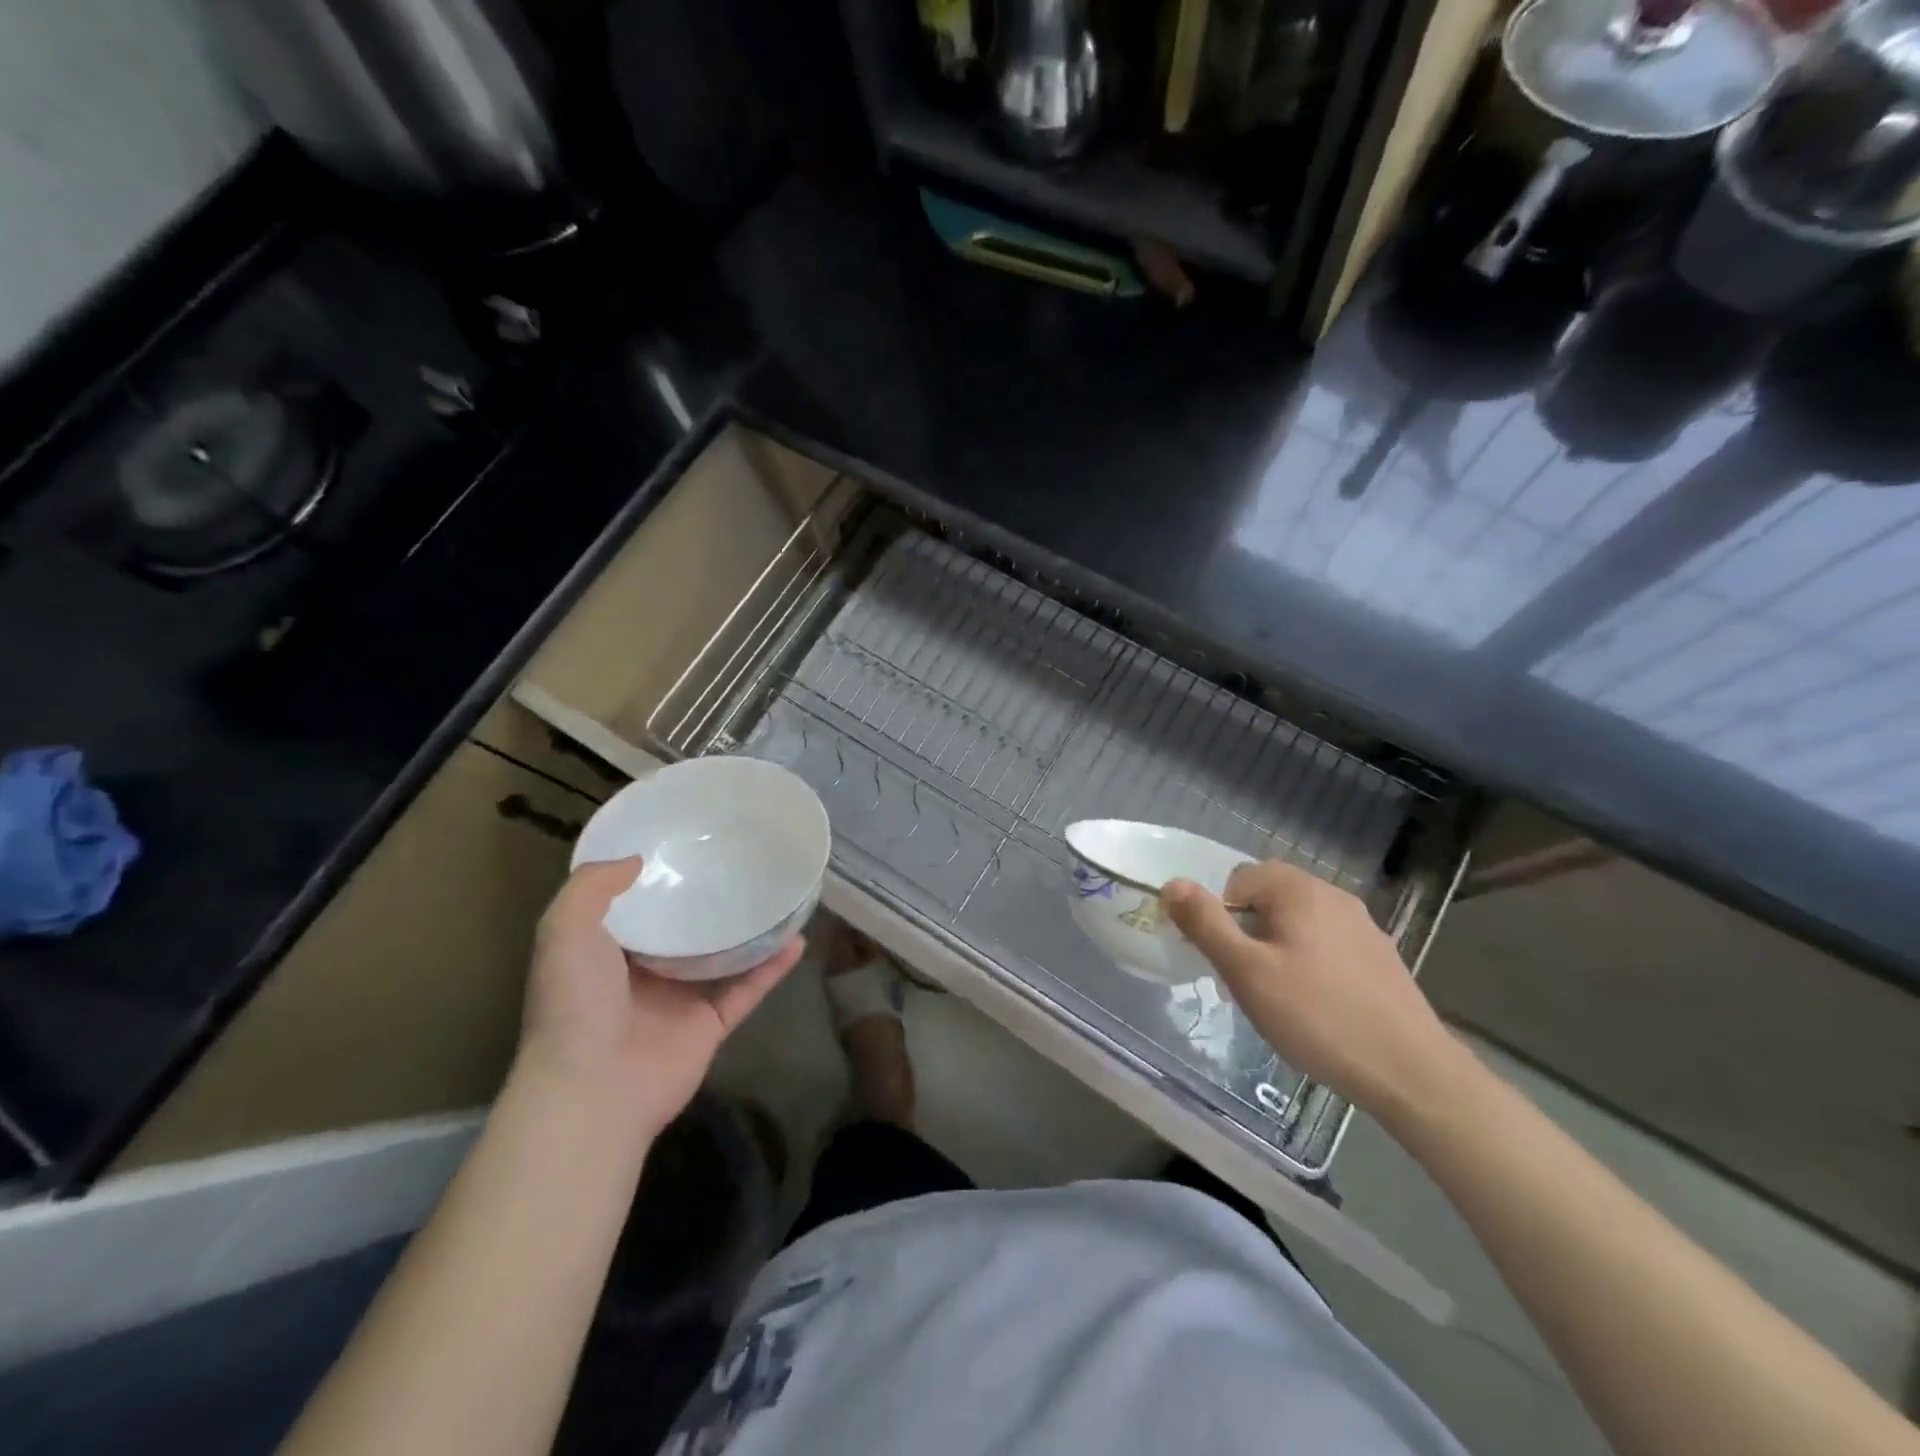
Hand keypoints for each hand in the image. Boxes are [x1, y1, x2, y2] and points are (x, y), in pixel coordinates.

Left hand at [519, 858, 803, 1135]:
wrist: (593, 1088)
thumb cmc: (576, 1004)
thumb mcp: (564, 930)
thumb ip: (592, 887)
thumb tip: (637, 860)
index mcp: (606, 952)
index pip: (635, 906)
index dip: (657, 877)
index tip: (686, 844)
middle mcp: (644, 973)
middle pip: (684, 928)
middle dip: (708, 900)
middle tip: (742, 862)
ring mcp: (681, 1001)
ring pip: (724, 956)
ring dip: (751, 931)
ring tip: (779, 895)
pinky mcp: (711, 1025)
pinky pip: (748, 988)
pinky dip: (773, 967)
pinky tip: (798, 939)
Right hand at [1163, 862, 1463, 1127]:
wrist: (1410, 1072)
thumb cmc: (1317, 1017)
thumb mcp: (1247, 972)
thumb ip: (1206, 924)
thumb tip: (1172, 884)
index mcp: (1299, 890)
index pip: (1239, 879)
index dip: (1223, 915)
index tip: (1228, 959)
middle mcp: (1333, 895)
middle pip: (1270, 897)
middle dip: (1250, 930)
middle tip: (1250, 978)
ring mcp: (1363, 926)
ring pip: (1299, 921)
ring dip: (1280, 946)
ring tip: (1282, 996)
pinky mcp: (1381, 956)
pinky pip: (1328, 943)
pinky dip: (1311, 962)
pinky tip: (1319, 1005)